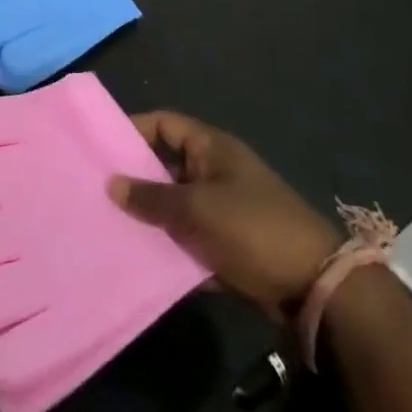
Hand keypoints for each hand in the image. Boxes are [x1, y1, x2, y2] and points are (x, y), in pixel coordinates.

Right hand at [108, 111, 341, 320]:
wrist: (316, 288)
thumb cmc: (253, 229)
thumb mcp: (197, 209)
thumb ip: (151, 197)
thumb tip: (110, 183)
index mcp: (211, 147)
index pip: (164, 124)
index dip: (132, 129)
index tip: (98, 146)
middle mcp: (215, 171)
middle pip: (165, 165)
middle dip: (134, 178)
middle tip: (95, 190)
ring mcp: (223, 208)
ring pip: (175, 205)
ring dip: (149, 216)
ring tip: (109, 225)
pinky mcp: (228, 244)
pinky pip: (189, 238)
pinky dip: (169, 246)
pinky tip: (139, 259)